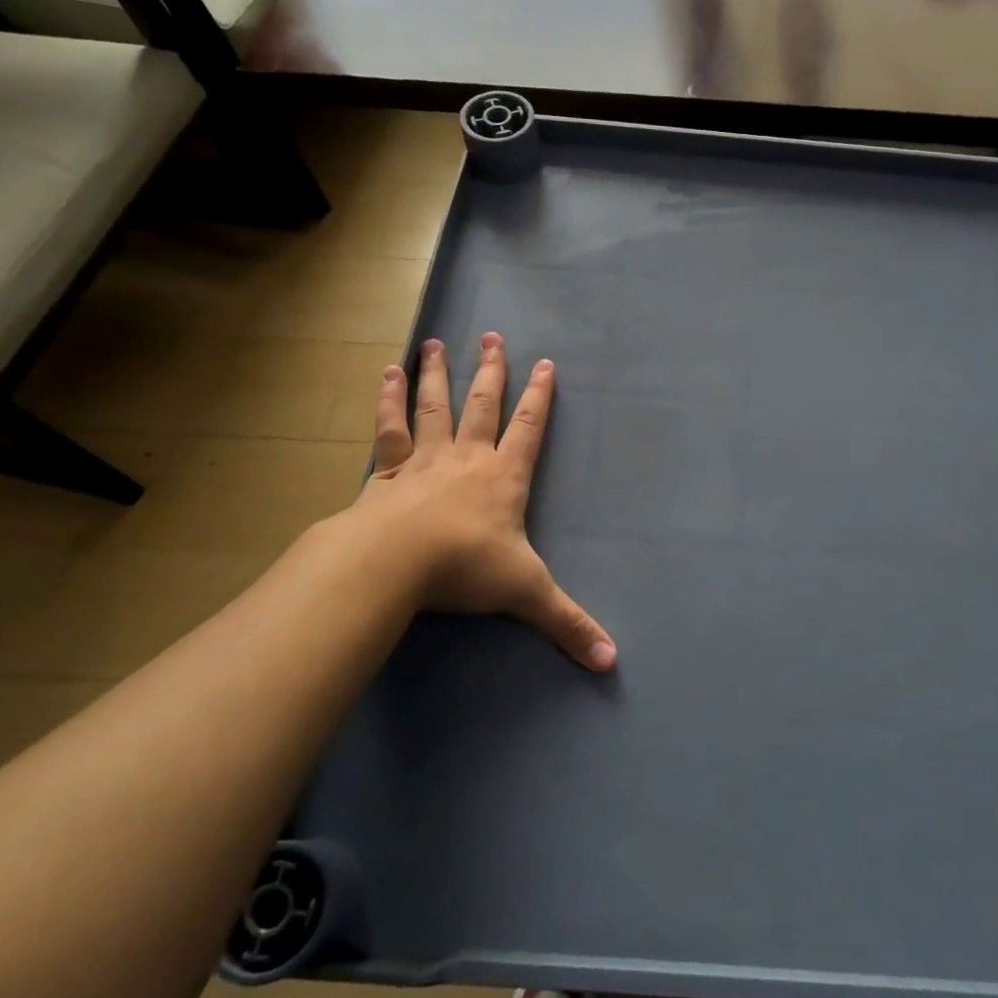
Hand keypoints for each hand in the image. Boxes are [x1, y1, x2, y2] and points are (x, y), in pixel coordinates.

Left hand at [342, 332, 615, 671]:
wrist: (393, 562)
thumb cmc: (465, 568)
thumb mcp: (526, 594)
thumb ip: (568, 624)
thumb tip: (612, 662)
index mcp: (504, 477)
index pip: (529, 428)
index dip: (539, 397)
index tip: (544, 363)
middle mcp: (467, 457)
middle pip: (483, 404)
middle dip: (491, 371)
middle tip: (492, 335)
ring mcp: (424, 460)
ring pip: (434, 406)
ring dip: (436, 374)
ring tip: (434, 342)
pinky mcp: (387, 472)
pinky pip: (389, 429)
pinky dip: (387, 402)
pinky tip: (385, 374)